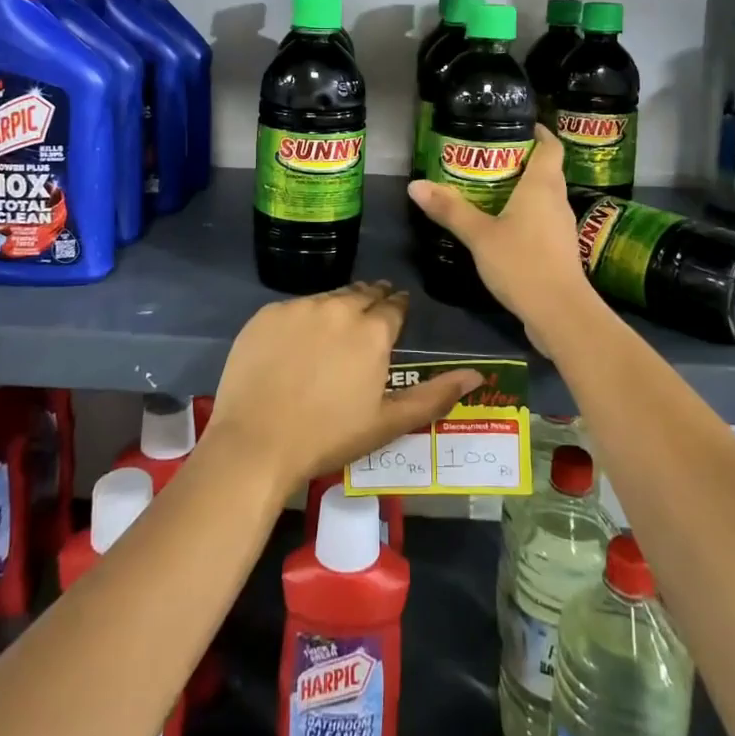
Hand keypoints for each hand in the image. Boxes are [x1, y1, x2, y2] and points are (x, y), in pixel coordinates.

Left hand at [206, 282, 480, 496]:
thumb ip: (435, 395)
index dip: (398, 308)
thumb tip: (478, 376)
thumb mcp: (388, 422)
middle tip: (370, 317)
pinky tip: (298, 341)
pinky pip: (294, 307)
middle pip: (362, 293)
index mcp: (373, 330)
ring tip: (335, 328)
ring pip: (329, 297)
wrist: (255, 442)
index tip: (397, 314)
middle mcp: (339, 307)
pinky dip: (303, 318)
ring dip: (338, 307)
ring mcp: (300, 307)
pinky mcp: (267, 313)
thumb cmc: (329, 436)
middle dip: (372, 300)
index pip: (394, 305)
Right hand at [406, 124, 596, 351]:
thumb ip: (449, 210)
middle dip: (521, 159)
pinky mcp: (559, 250)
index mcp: (542, 186)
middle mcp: (557, 200)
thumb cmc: (522, 263)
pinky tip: (502, 225)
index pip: (550, 146)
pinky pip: (542, 219)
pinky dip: (525, 214)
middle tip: (487, 157)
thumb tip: (415, 185)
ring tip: (489, 188)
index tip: (516, 125)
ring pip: (544, 196)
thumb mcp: (479, 235)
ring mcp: (561, 227)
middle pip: (546, 169)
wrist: (560, 314)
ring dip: (522, 189)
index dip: (538, 132)